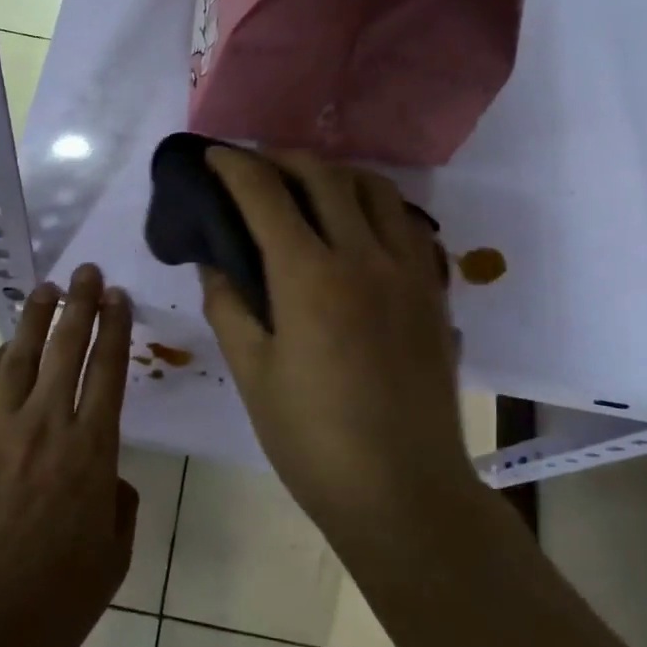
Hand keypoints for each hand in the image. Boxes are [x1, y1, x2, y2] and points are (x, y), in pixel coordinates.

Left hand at [0, 265, 138, 646]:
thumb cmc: (47, 607)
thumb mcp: (110, 565)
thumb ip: (118, 511)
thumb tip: (109, 480)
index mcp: (91, 454)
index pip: (109, 373)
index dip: (115, 330)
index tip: (118, 297)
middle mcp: (46, 427)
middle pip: (68, 350)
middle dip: (81, 305)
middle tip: (86, 272)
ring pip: (22, 358)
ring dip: (36, 318)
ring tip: (46, 288)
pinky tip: (7, 347)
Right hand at [201, 148, 469, 529]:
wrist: (402, 490)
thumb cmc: (312, 440)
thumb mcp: (253, 374)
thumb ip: (229, 306)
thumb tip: (215, 262)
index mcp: (309, 276)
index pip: (265, 195)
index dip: (234, 167)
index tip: (213, 156)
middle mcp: (364, 257)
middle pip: (324, 175)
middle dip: (282, 158)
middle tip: (255, 167)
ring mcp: (407, 271)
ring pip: (376, 189)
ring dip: (335, 173)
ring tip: (308, 186)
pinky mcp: (433, 292)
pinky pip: (407, 223)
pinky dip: (376, 206)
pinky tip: (359, 227)